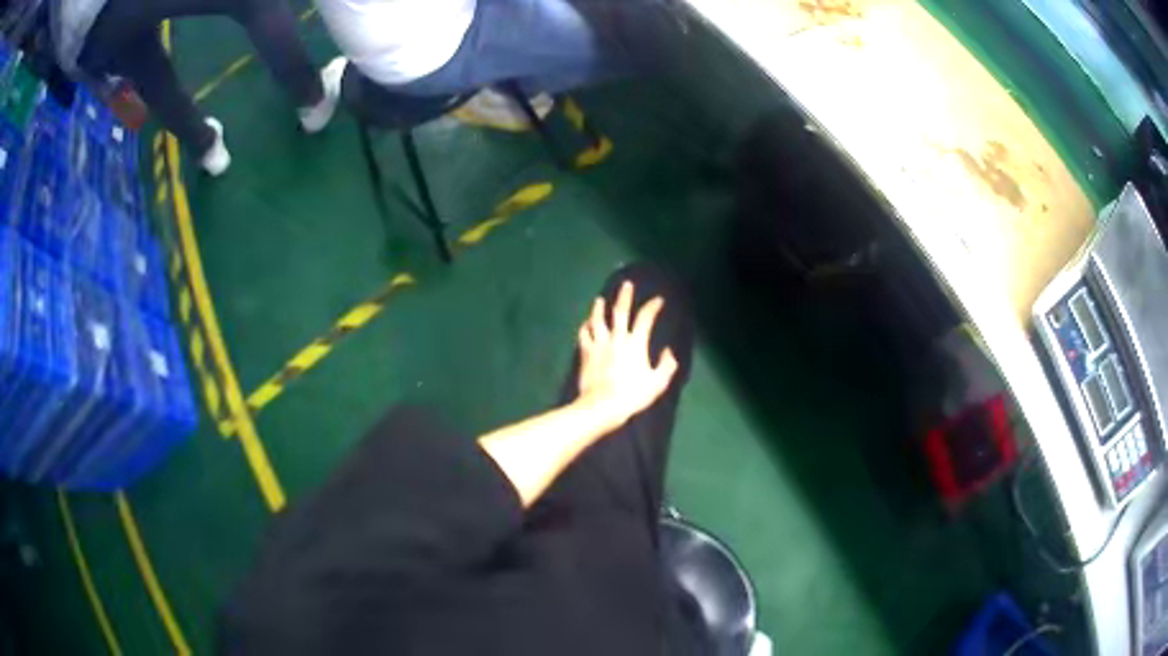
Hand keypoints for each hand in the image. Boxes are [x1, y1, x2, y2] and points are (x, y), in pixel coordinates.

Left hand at [575, 281, 678, 428]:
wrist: (602, 405)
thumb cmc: (632, 395)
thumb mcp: (657, 383)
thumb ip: (666, 366)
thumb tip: (669, 352)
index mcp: (635, 343)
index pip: (645, 318)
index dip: (653, 307)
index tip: (658, 300)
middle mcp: (616, 338)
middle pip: (619, 311)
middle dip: (624, 296)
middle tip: (626, 285)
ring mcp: (599, 344)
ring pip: (597, 320)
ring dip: (599, 308)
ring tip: (599, 300)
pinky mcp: (586, 353)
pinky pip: (584, 335)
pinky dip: (585, 327)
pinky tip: (586, 325)